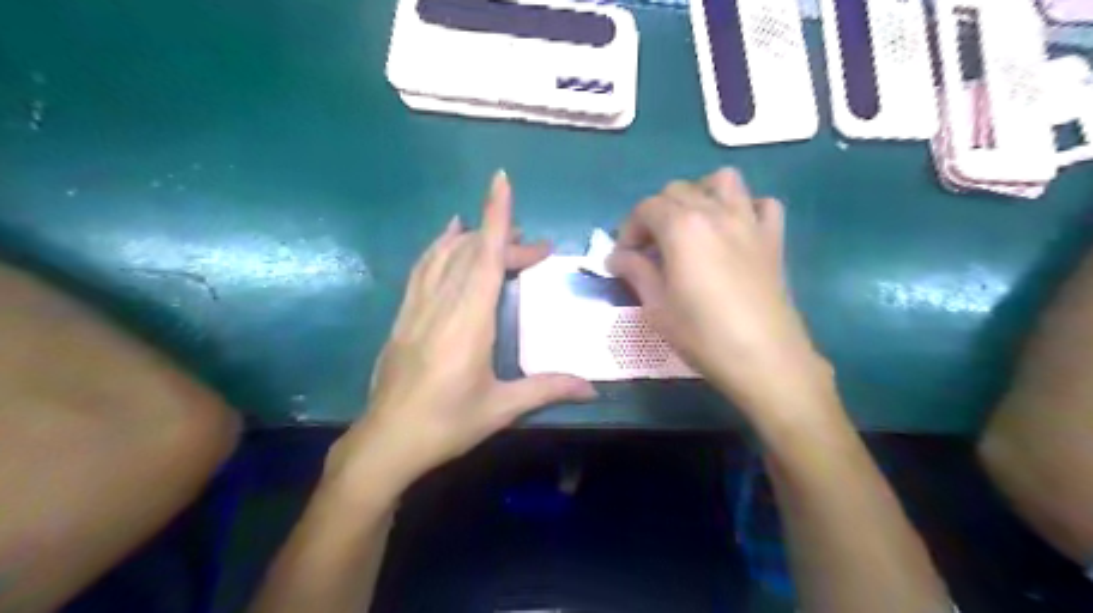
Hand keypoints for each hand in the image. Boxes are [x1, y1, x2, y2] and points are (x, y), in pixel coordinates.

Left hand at [325, 172, 596, 496]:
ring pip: (445, 256)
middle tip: (537, 251)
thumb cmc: (447, 423)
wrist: (386, 442)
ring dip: (473, 238)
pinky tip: (446, 239)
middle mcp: (442, 304)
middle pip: (474, 255)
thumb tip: (593, 388)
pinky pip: (422, 269)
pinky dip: (437, 248)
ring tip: (495, 232)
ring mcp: (417, 308)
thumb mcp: (501, 408)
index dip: (496, 217)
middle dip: (506, 240)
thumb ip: (547, 389)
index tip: (501, 181)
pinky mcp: (404, 317)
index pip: (486, 257)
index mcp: (469, 321)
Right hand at [611, 168, 834, 420]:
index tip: (624, 257)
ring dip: (701, 195)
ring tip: (691, 226)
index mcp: (682, 226)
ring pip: (723, 181)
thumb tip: (616, 257)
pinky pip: (762, 205)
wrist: (763, 358)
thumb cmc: (702, 334)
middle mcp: (715, 212)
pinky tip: (734, 232)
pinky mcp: (773, 239)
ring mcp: (749, 222)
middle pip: (678, 190)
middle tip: (651, 248)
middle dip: (656, 213)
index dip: (629, 229)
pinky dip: (745, 208)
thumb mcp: (656, 306)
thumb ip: (635, 272)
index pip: (646, 207)